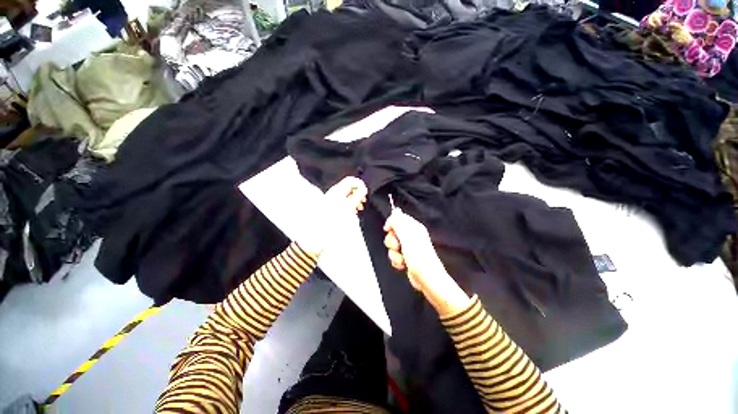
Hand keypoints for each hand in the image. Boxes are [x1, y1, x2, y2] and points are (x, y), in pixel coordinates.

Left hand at [298, 176, 367, 256]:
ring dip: (355, 200)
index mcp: (337, 191)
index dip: (360, 185)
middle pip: (349, 187)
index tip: (365, 194)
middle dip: (358, 193)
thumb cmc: (333, 222)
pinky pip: (343, 201)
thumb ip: (357, 196)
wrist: (319, 234)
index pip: (351, 180)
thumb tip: (363, 189)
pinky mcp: (331, 207)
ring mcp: (331, 200)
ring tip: (358, 208)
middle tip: (362, 202)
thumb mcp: (349, 207)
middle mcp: (334, 193)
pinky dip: (349, 204)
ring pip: (347, 195)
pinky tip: (352, 212)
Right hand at [383, 208, 470, 314]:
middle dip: (391, 241)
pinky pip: (394, 256)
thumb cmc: (418, 256)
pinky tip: (403, 265)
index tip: (388, 230)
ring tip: (402, 259)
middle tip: (398, 246)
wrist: (426, 278)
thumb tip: (394, 213)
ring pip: (392, 246)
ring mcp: (408, 248)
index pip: (398, 218)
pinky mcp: (406, 258)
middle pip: (392, 233)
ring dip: (394, 254)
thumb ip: (399, 222)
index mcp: (414, 227)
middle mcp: (411, 236)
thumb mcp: (407, 235)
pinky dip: (396, 261)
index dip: (391, 223)